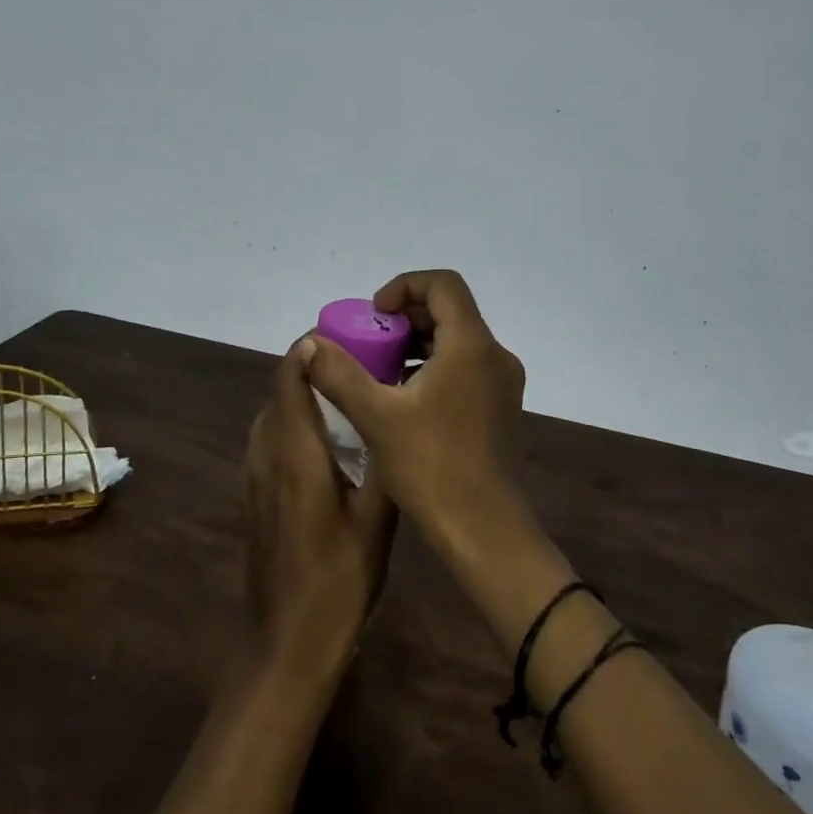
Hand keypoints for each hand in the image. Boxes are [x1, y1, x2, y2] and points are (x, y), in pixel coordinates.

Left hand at [243, 337, 397, 681]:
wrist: (285, 642)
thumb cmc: (338, 582)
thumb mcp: (377, 522)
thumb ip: (382, 464)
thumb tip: (390, 417)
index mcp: (296, 453)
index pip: (289, 378)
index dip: (310, 349)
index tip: (346, 335)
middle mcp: (267, 453)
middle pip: (279, 390)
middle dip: (311, 366)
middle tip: (360, 360)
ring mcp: (255, 474)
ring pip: (273, 413)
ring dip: (300, 392)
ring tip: (347, 389)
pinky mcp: (256, 493)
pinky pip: (270, 437)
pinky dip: (293, 419)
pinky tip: (328, 437)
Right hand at [301, 270, 525, 525]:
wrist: (484, 529)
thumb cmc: (431, 466)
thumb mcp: (376, 416)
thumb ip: (340, 374)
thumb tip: (310, 344)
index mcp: (471, 345)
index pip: (443, 284)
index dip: (404, 286)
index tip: (375, 316)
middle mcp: (494, 355)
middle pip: (451, 310)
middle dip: (406, 317)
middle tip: (371, 342)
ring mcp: (502, 383)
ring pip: (457, 340)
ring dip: (418, 343)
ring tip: (381, 370)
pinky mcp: (500, 406)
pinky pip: (465, 366)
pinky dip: (434, 366)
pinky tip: (404, 398)